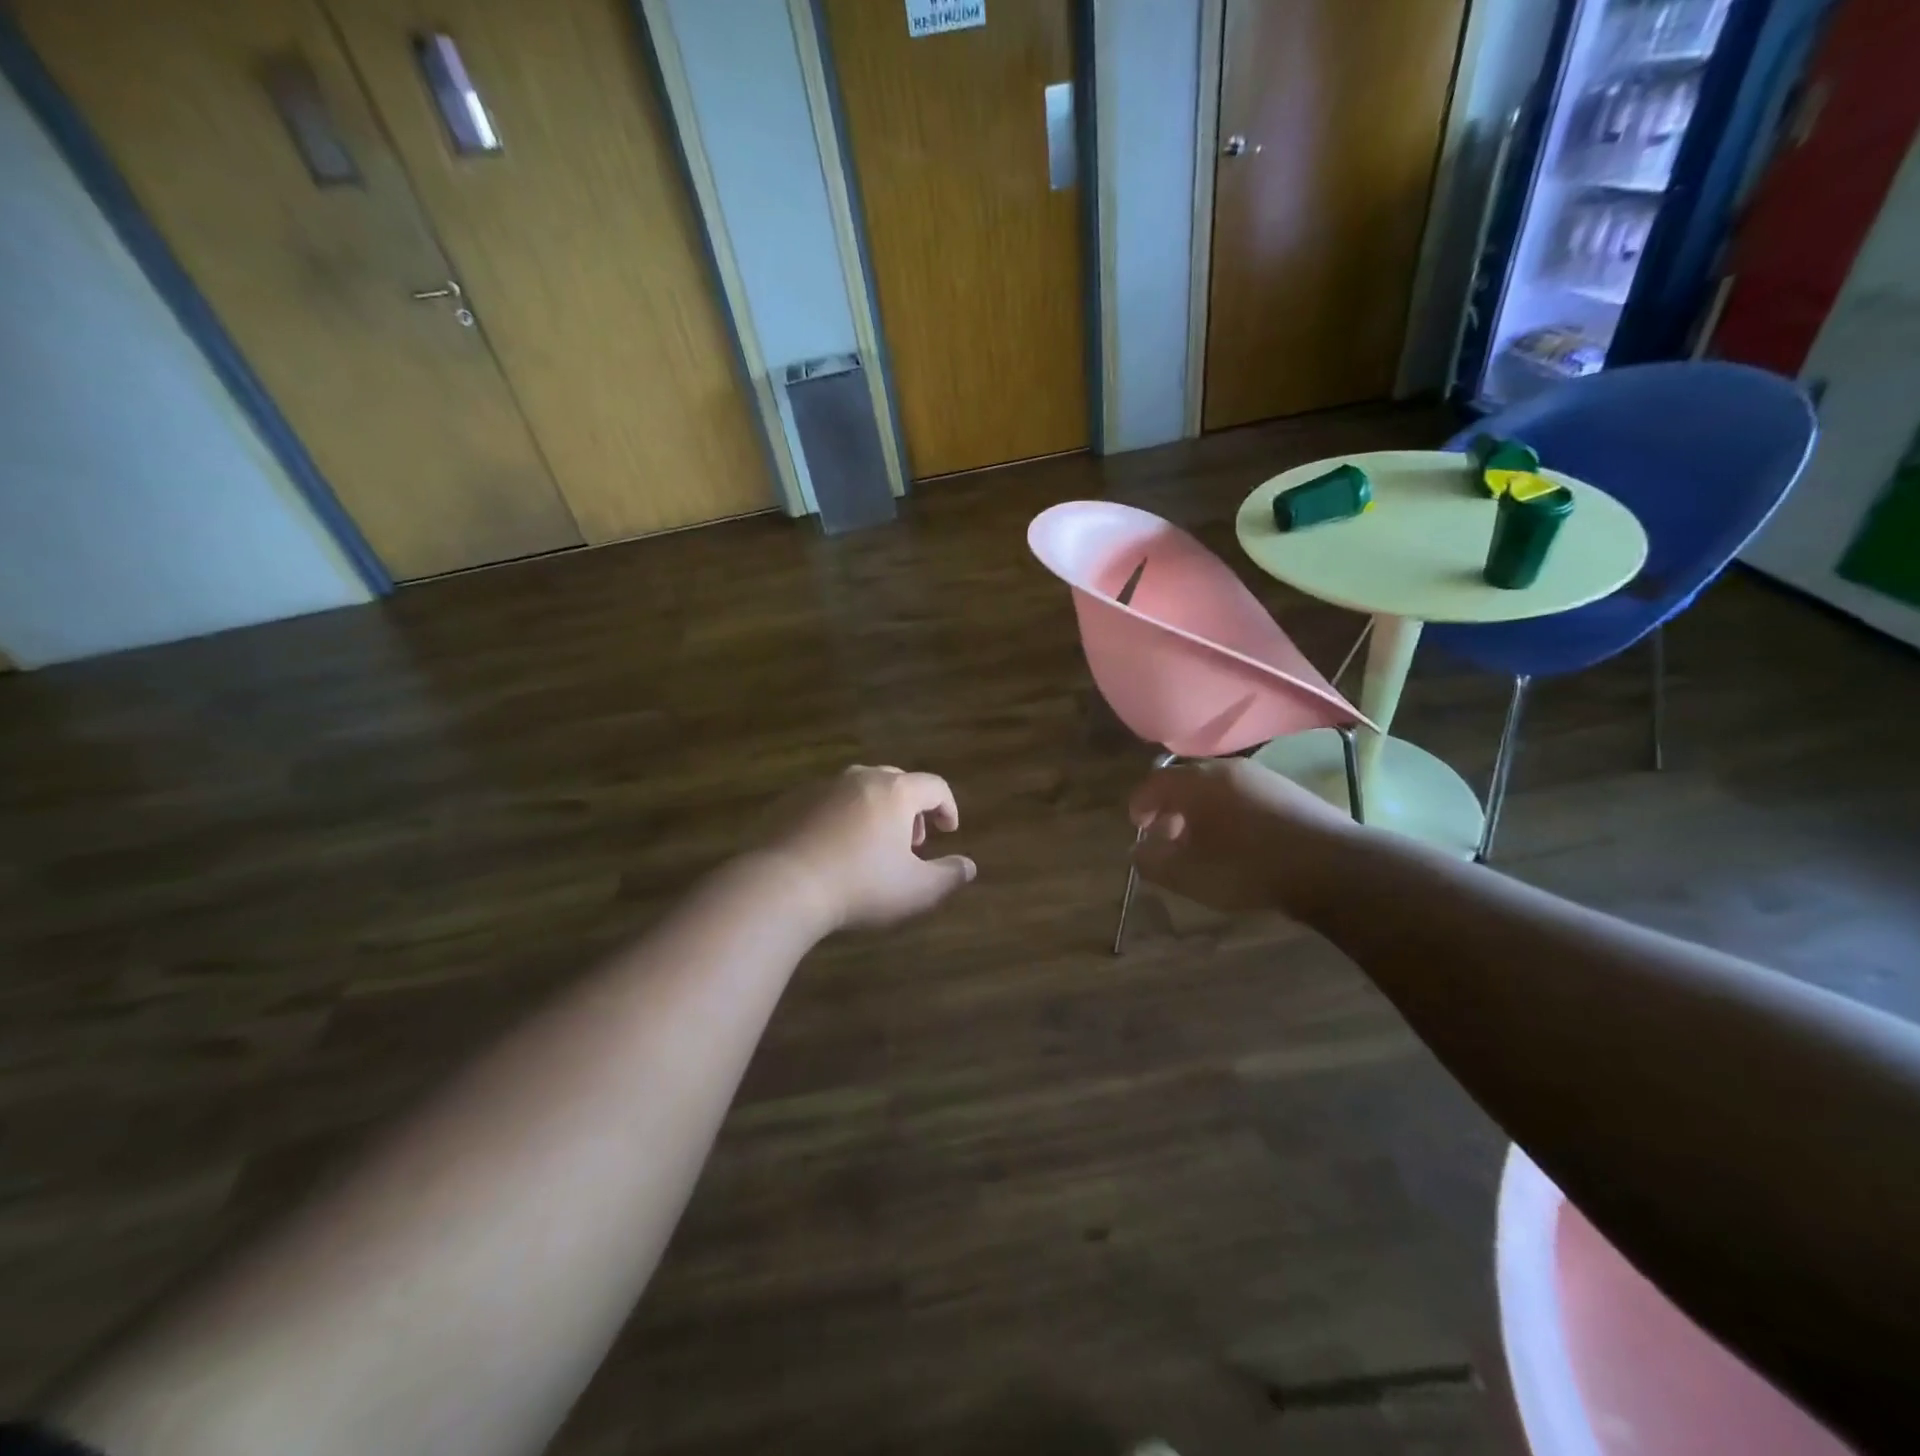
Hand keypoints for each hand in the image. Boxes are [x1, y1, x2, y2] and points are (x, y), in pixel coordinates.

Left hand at [761, 766, 976, 932]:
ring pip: (860, 789)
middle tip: (911, 841)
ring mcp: (822, 787)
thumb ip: (949, 876)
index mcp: (895, 792)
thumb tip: (969, 866)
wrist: (782, 886)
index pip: (934, 786)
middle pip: (897, 782)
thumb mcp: (916, 890)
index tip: (948, 832)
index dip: (947, 807)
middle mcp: (860, 779)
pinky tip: (834, 849)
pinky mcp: (792, 801)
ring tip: (872, 846)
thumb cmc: (860, 886)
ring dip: (875, 811)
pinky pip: (828, 802)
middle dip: (911, 809)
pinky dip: (841, 817)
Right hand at [1129, 757, 1359, 917]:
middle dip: (1171, 808)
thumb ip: (1152, 861)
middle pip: (1187, 782)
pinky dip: (1231, 814)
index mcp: (1196, 782)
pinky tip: (1241, 843)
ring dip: (1202, 812)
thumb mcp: (1187, 875)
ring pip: (1218, 789)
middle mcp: (1227, 769)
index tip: (1137, 826)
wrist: (1331, 867)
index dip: (1140, 804)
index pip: (1154, 783)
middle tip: (1168, 837)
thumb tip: (1138, 851)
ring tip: (1204, 844)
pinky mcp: (1290, 792)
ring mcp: (1262, 777)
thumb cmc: (1246, 867)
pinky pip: (1246, 797)